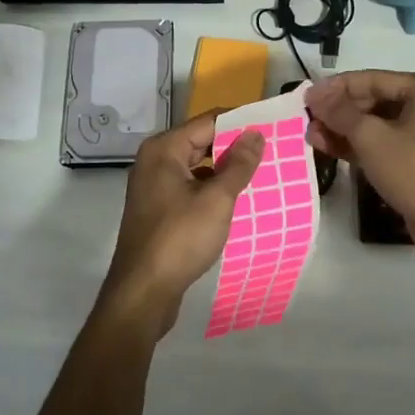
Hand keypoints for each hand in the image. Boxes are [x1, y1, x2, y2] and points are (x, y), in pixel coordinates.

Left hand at [100, 115, 264, 336]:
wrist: (143, 292)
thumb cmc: (179, 238)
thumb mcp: (216, 199)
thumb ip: (238, 165)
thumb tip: (255, 134)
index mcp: (164, 149)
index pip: (208, 122)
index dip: (240, 122)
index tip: (271, 126)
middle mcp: (154, 160)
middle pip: (200, 142)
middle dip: (234, 147)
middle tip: (271, 151)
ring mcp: (153, 186)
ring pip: (196, 167)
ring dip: (224, 170)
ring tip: (261, 174)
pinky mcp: (158, 209)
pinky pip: (190, 187)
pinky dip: (211, 190)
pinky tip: (236, 200)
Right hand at [306, 71, 414, 259]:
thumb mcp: (371, 137)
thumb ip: (340, 112)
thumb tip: (314, 94)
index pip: (374, 79)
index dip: (336, 88)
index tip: (307, 97)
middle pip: (379, 102)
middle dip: (341, 114)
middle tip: (310, 121)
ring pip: (384, 127)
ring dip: (349, 132)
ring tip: (315, 138)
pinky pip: (394, 146)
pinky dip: (367, 148)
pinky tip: (335, 151)